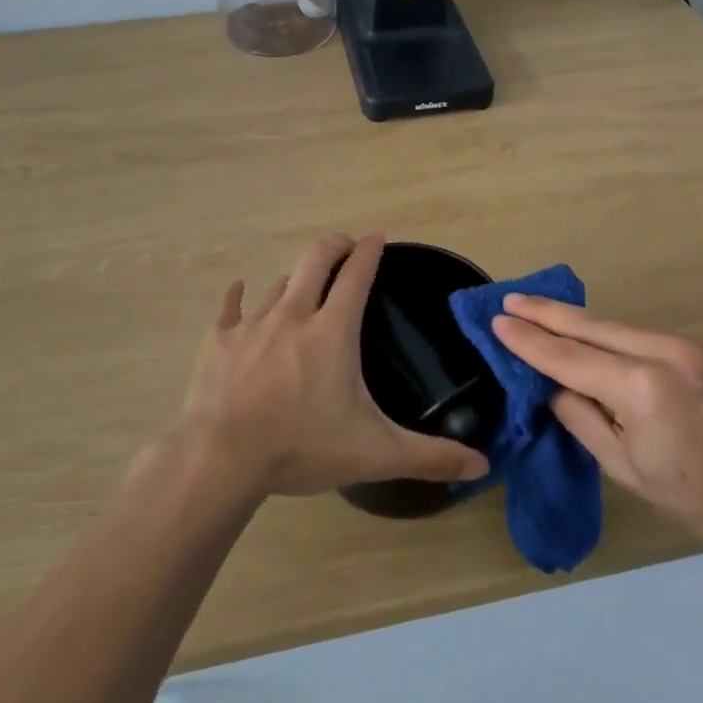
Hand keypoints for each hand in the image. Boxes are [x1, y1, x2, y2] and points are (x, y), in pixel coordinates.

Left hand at [178, 233, 490, 498]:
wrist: (223, 459)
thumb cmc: (302, 448)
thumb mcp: (375, 454)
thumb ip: (429, 456)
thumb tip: (482, 465)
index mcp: (332, 332)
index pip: (357, 276)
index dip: (369, 251)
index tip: (377, 237)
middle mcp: (293, 315)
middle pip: (314, 258)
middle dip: (334, 244)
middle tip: (345, 246)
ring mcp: (252, 325)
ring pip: (279, 284)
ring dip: (296, 278)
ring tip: (305, 284)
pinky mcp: (219, 341)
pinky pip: (230, 308)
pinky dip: (238, 297)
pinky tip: (238, 290)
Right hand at [491, 296, 702, 551]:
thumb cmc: (695, 495)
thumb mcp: (624, 468)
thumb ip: (582, 418)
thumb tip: (554, 385)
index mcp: (640, 388)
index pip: (568, 358)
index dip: (530, 341)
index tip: (498, 322)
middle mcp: (661, 352)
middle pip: (589, 326)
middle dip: (546, 312)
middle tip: (509, 299)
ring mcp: (684, 344)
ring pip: (613, 325)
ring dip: (574, 320)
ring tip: (537, 310)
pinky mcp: (698, 346)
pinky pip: (638, 334)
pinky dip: (605, 333)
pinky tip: (586, 333)